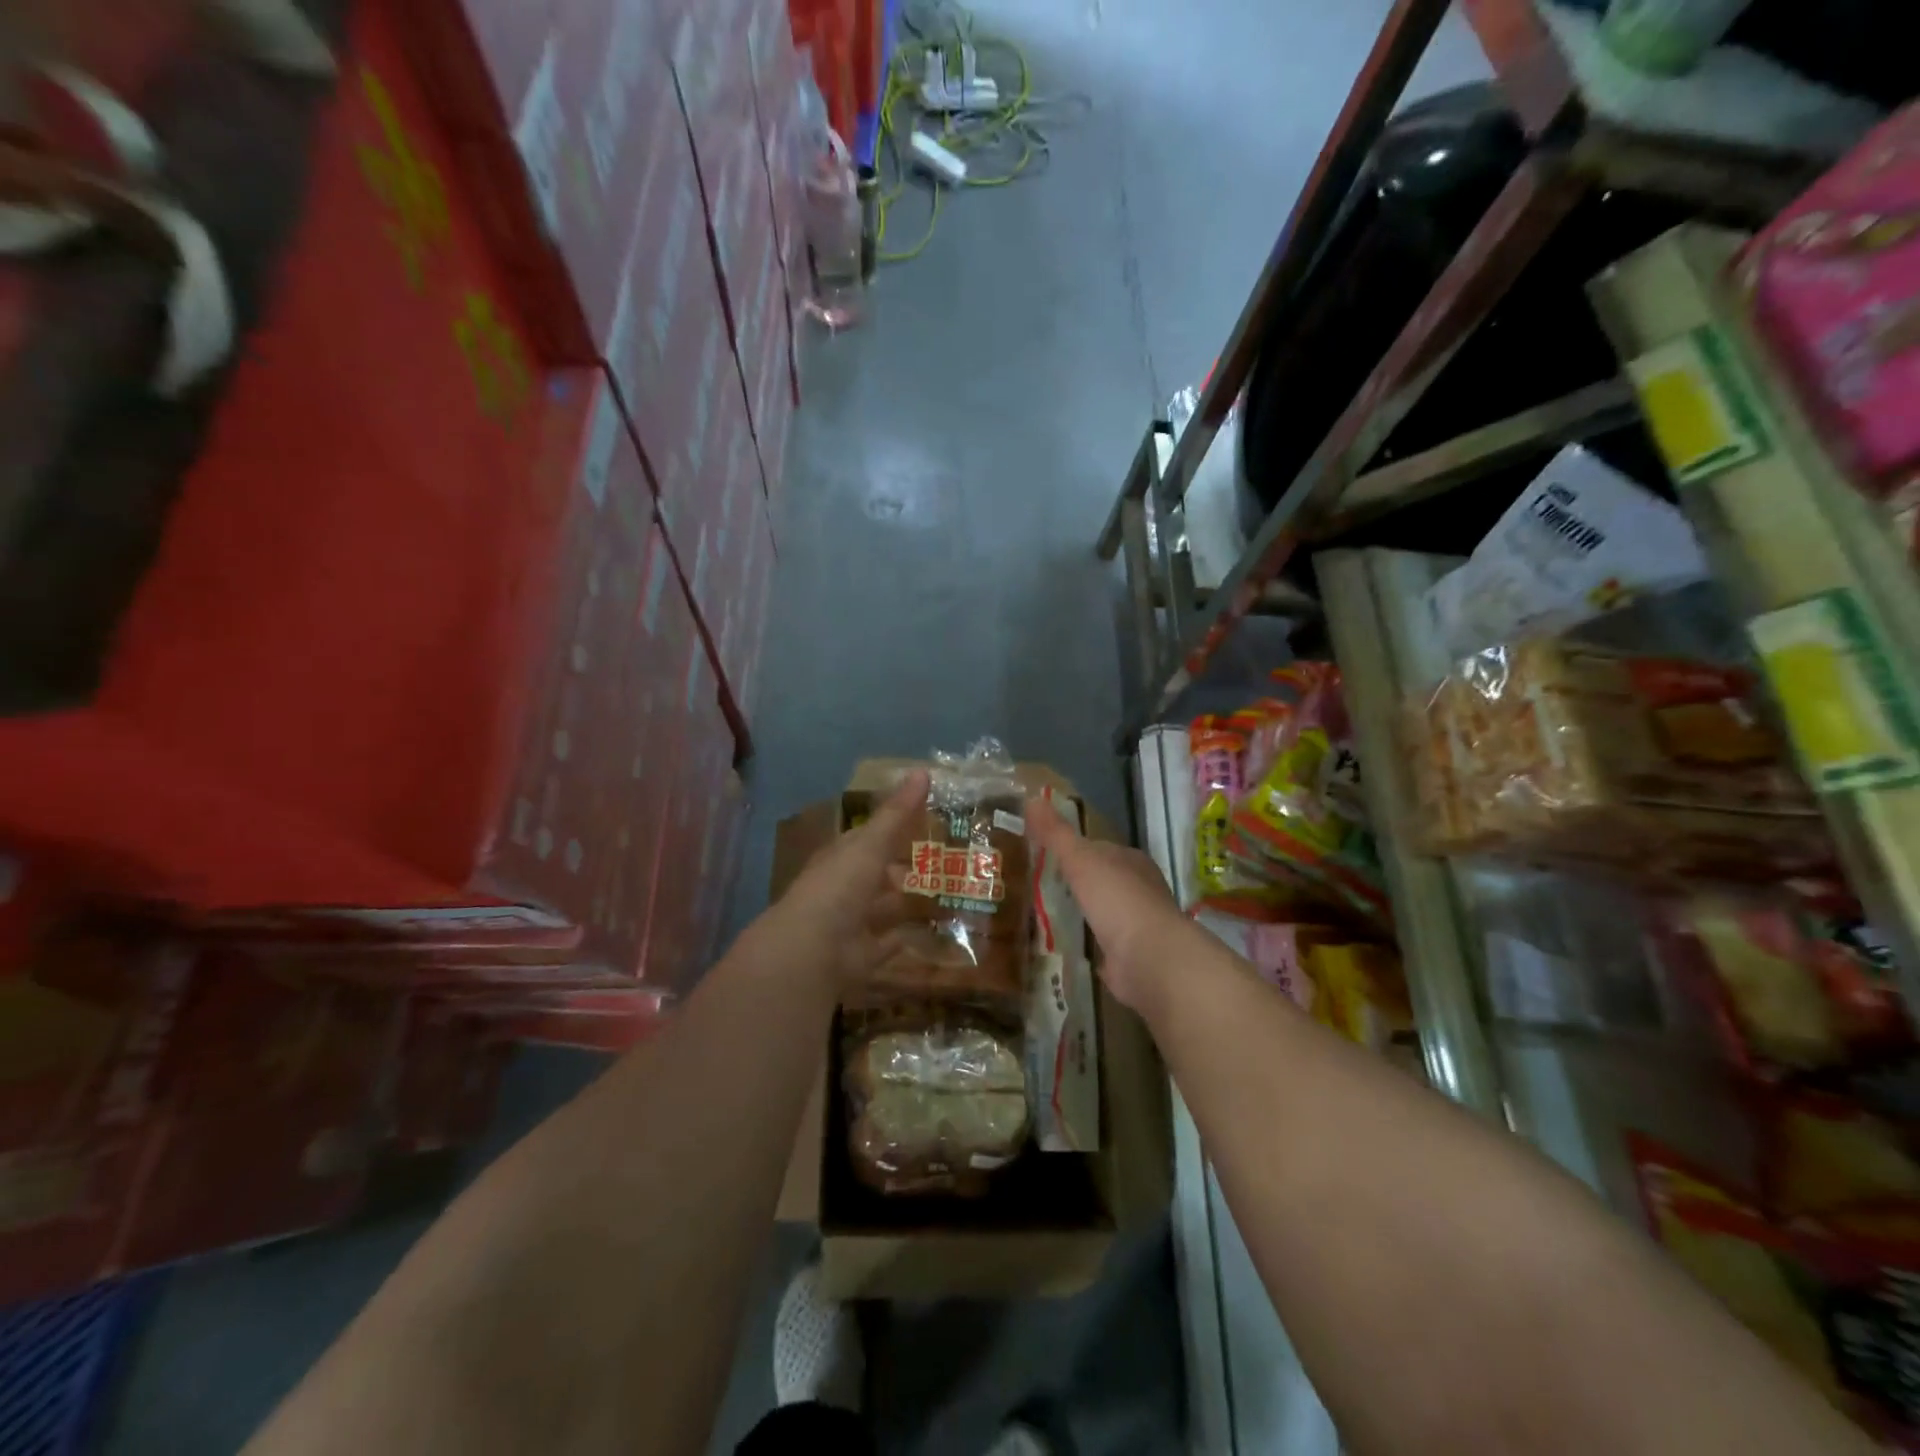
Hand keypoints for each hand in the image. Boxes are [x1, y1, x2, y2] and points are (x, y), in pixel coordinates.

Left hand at [751, 769, 927, 987]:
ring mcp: (851, 924)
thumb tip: (923, 770)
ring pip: (882, 909)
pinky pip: (886, 944)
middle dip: (900, 868)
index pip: (866, 837)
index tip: (923, 820)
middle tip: (941, 860)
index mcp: (841, 858)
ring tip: (942, 895)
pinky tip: (922, 935)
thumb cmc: (840, 887)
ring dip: (903, 903)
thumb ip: (898, 813)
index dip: (892, 827)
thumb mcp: (871, 844)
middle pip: (876, 874)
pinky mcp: (861, 956)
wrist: (812, 950)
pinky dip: (901, 940)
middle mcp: (843, 889)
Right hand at [1026, 793, 1186, 1016]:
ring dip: (1081, 914)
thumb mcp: (1081, 859)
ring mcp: (1137, 926)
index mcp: (1132, 862)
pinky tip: (1064, 946)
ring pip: (1103, 913)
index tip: (1044, 854)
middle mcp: (1140, 890)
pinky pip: (1102, 945)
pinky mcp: (1131, 957)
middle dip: (1077, 883)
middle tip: (1038, 886)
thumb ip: (1057, 833)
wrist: (1150, 958)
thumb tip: (1032, 798)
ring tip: (1043, 915)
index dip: (1074, 849)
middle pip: (1102, 880)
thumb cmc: (1118, 900)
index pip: (1100, 849)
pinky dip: (1086, 944)